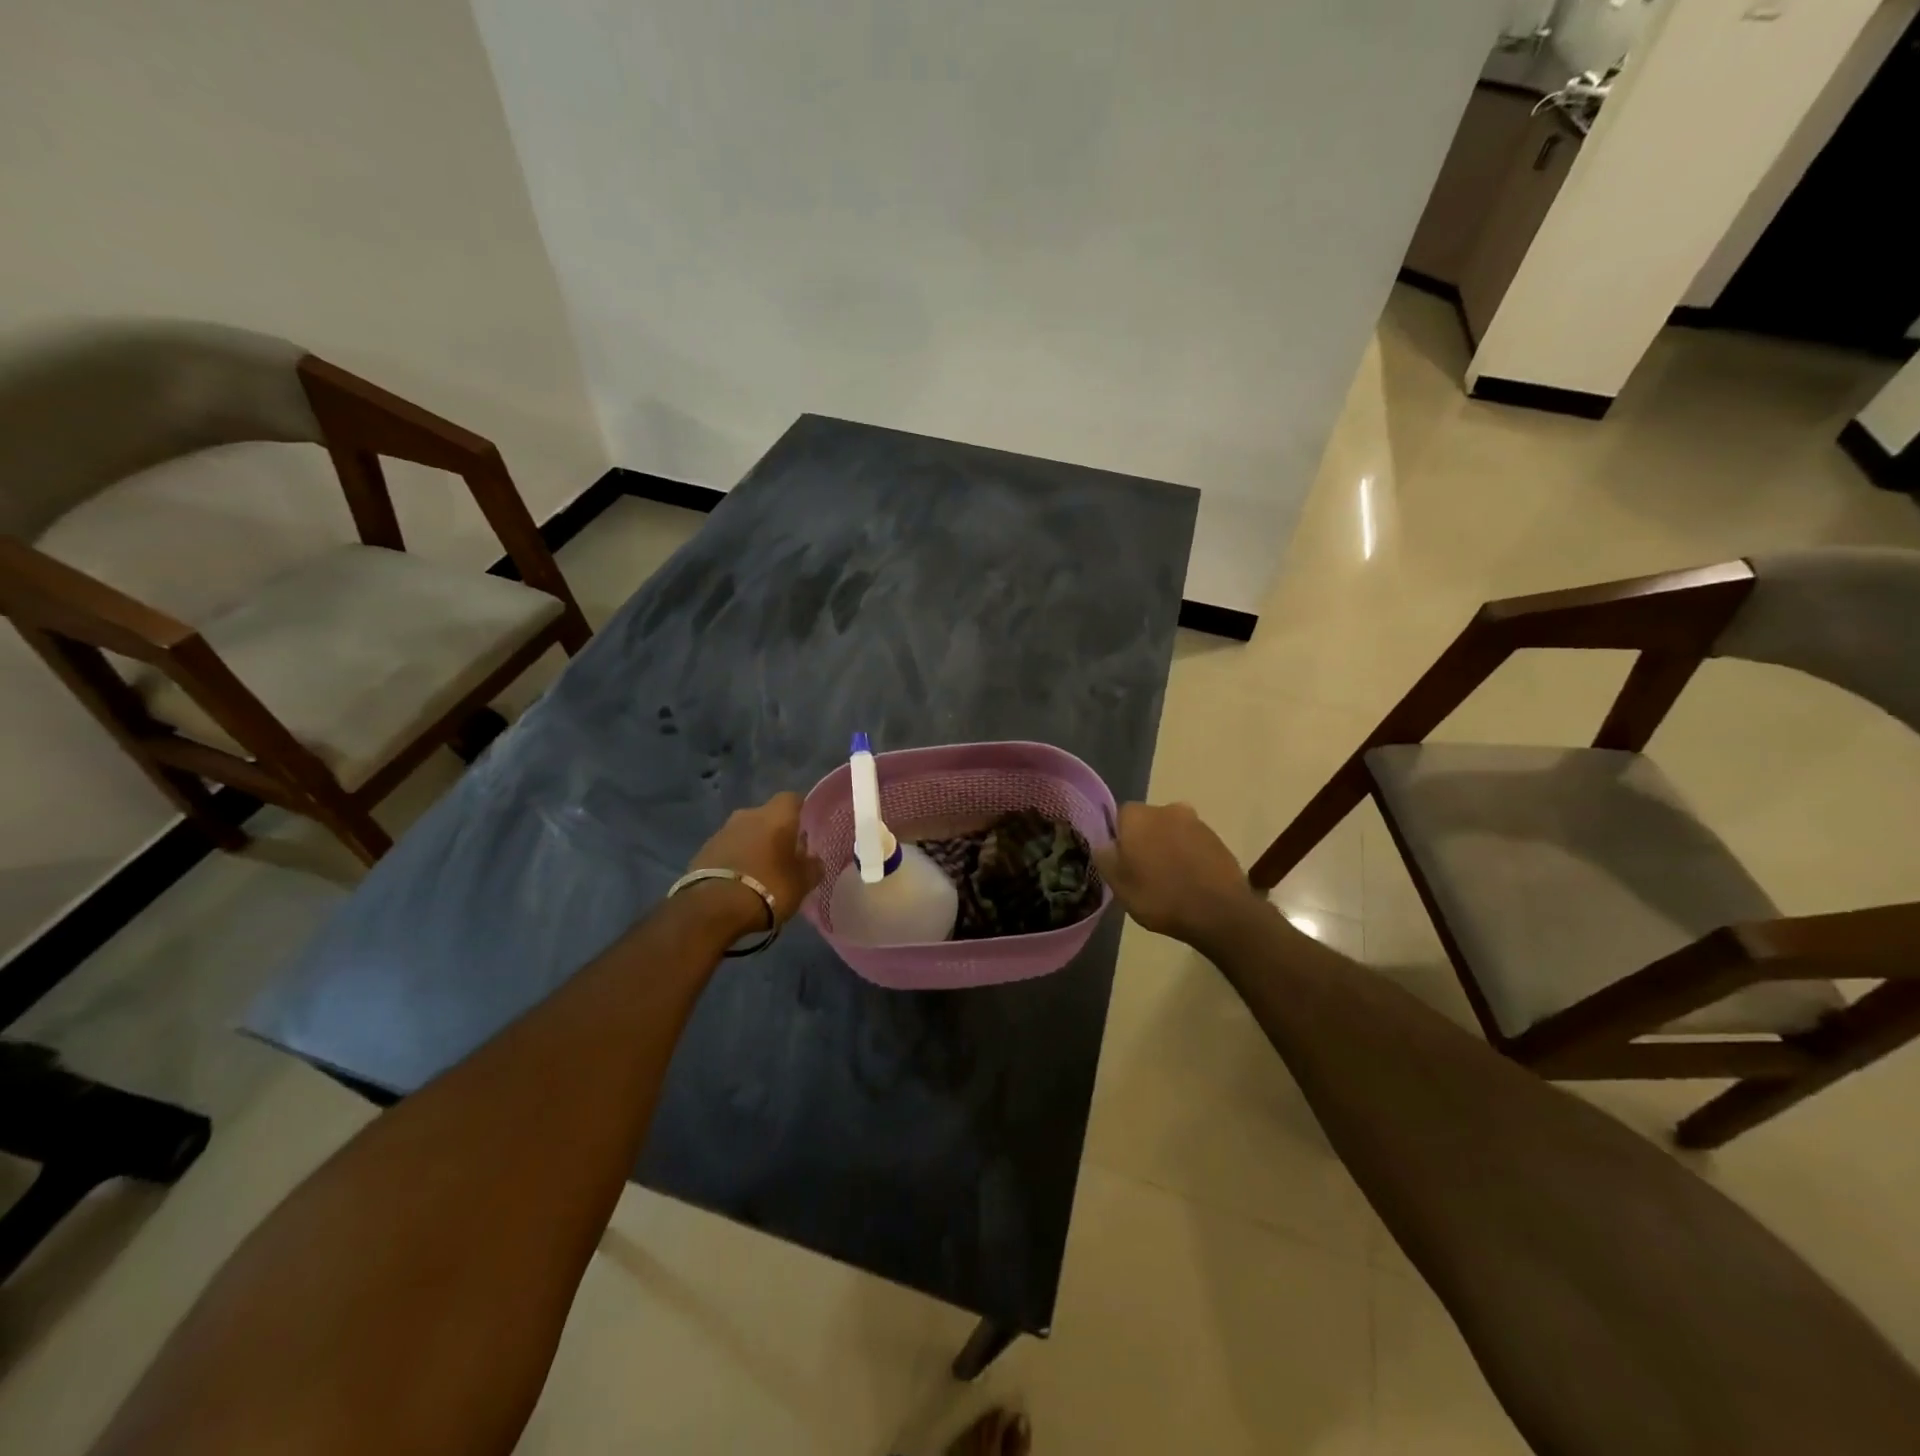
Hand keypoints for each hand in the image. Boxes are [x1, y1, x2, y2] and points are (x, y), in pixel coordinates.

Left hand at [687, 791, 822, 926]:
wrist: (713, 908)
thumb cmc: (769, 888)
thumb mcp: (803, 883)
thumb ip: (812, 867)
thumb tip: (814, 860)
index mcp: (776, 815)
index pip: (792, 799)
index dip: (801, 812)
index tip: (807, 830)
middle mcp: (748, 815)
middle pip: (767, 817)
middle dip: (776, 833)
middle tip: (785, 856)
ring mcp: (722, 831)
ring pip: (745, 833)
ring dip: (754, 847)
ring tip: (762, 873)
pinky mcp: (703, 851)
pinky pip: (727, 850)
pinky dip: (736, 860)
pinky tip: (740, 882)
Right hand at [1093, 802, 1260, 945]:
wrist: (1219, 913)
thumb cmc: (1160, 896)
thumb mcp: (1118, 884)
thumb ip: (1105, 857)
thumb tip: (1104, 843)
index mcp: (1138, 816)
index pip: (1119, 818)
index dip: (1119, 841)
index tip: (1122, 864)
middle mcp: (1167, 809)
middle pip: (1147, 822)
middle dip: (1145, 841)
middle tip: (1144, 873)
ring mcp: (1196, 822)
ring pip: (1172, 832)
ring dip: (1168, 849)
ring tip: (1170, 881)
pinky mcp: (1218, 839)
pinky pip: (1194, 844)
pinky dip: (1189, 857)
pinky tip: (1190, 882)